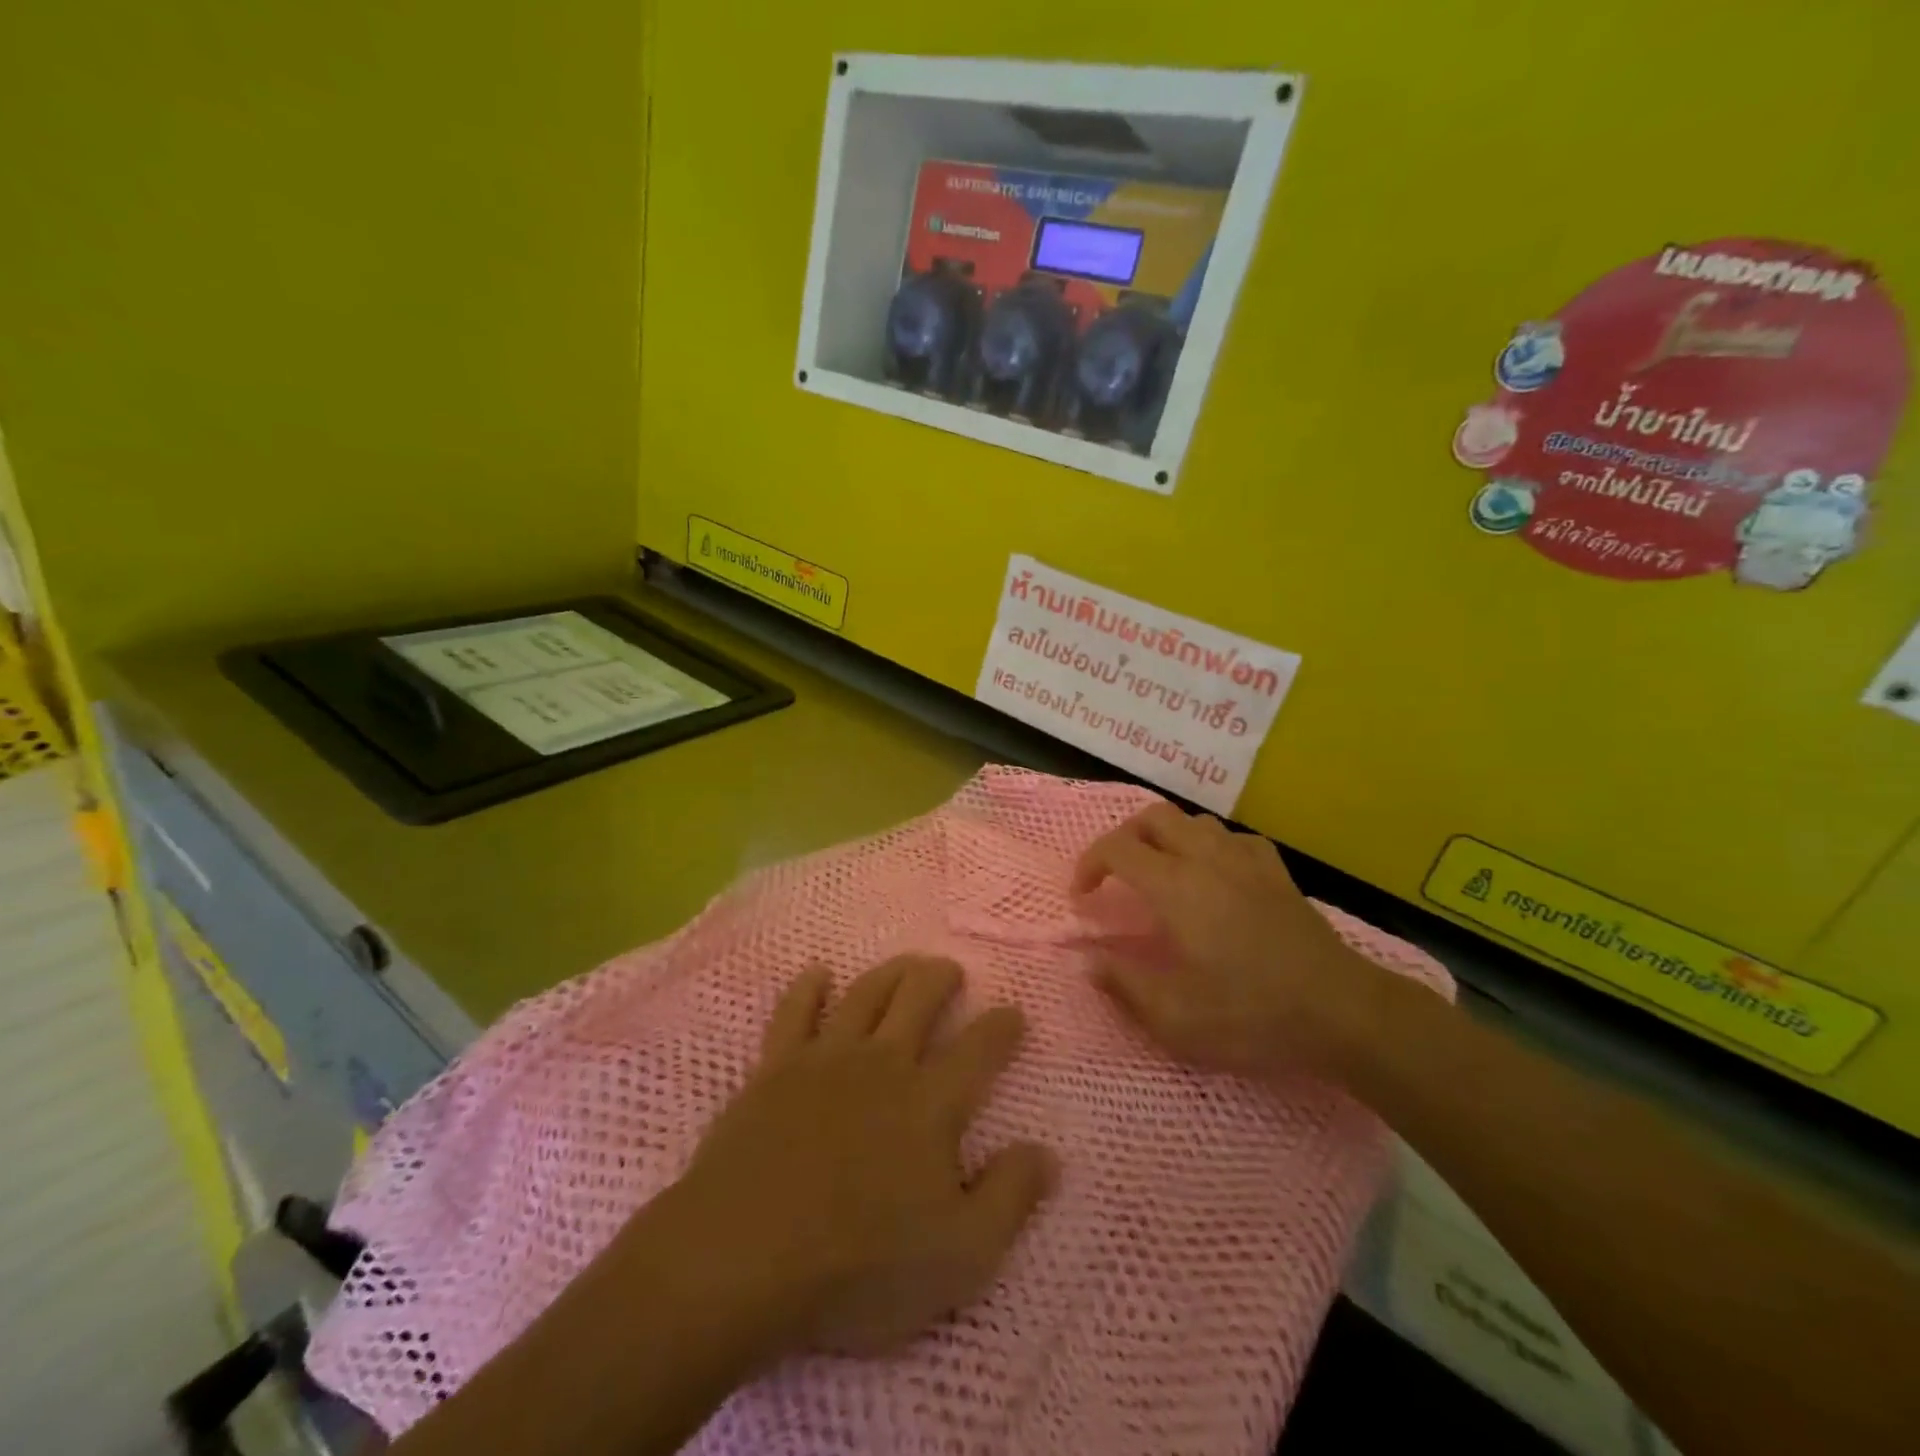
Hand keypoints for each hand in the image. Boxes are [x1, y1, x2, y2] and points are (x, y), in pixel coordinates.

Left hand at [667, 955, 1054, 1357]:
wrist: (743, 1258)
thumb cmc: (859, 1265)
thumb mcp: (960, 1255)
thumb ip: (1010, 1198)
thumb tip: (1047, 1152)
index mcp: (930, 1102)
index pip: (979, 1049)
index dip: (1002, 1026)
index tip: (1014, 1013)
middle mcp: (882, 1063)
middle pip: (919, 997)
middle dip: (941, 977)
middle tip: (952, 970)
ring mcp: (825, 1059)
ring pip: (865, 993)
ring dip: (890, 971)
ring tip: (905, 964)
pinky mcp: (774, 1068)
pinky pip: (794, 1011)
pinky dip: (809, 987)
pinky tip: (818, 974)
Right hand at [1072, 802, 1390, 1082]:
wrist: (1342, 1012)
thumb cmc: (1253, 1015)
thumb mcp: (1176, 1018)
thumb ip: (1124, 985)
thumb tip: (1089, 961)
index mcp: (1175, 887)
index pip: (1117, 849)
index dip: (1089, 865)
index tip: (1082, 898)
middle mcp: (1206, 859)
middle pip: (1152, 817)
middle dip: (1123, 838)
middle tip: (1115, 875)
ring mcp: (1246, 860)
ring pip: (1193, 821)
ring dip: (1165, 838)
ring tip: (1158, 873)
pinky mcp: (1277, 872)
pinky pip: (1233, 838)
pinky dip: (1209, 847)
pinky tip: (1213, 875)